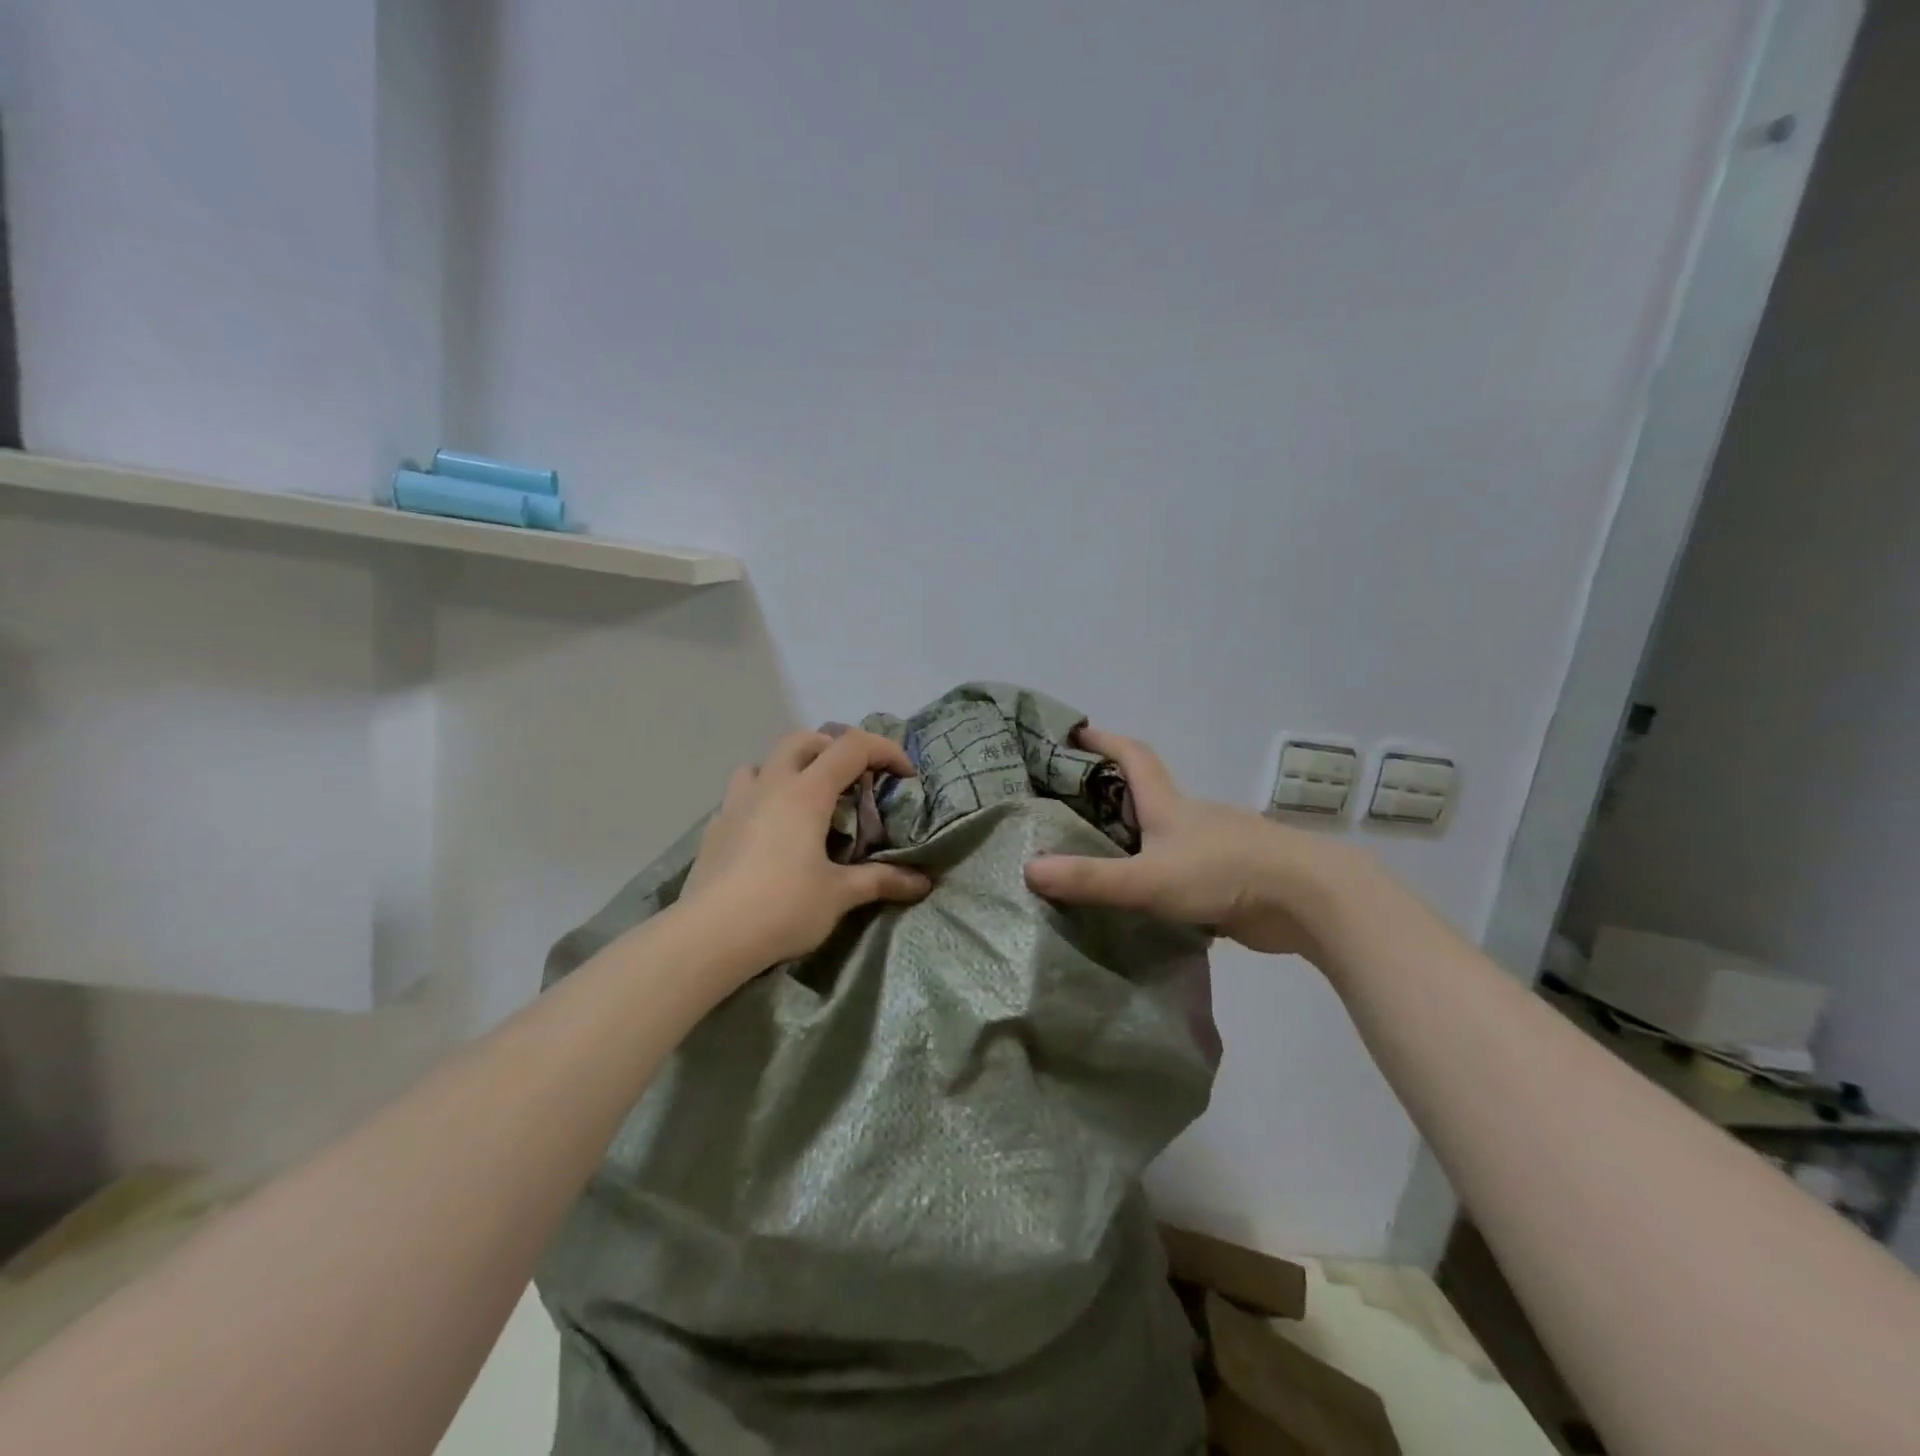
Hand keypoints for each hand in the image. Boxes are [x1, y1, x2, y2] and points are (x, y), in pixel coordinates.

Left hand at [680, 729, 932, 971]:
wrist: (709, 937)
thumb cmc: (782, 907)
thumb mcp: (839, 895)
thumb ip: (880, 880)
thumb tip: (922, 883)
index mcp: (806, 793)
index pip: (852, 747)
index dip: (884, 751)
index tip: (904, 775)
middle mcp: (770, 785)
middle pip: (804, 740)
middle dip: (835, 749)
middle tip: (854, 780)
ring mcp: (736, 803)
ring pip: (765, 762)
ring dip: (792, 767)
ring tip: (808, 800)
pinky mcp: (715, 828)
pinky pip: (742, 794)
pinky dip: (764, 798)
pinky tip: (770, 832)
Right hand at [1024, 726, 1350, 956]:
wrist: (1311, 899)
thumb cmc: (1224, 872)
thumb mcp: (1148, 879)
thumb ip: (1090, 879)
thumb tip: (1027, 869)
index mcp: (1169, 804)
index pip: (1133, 756)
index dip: (1105, 741)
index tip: (1077, 733)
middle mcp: (1191, 818)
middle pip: (1146, 794)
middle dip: (1110, 794)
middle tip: (1068, 807)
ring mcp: (1214, 847)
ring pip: (1164, 835)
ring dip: (1134, 839)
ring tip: (1096, 859)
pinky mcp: (1230, 878)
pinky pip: (1183, 869)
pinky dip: (1159, 874)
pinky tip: (1142, 899)